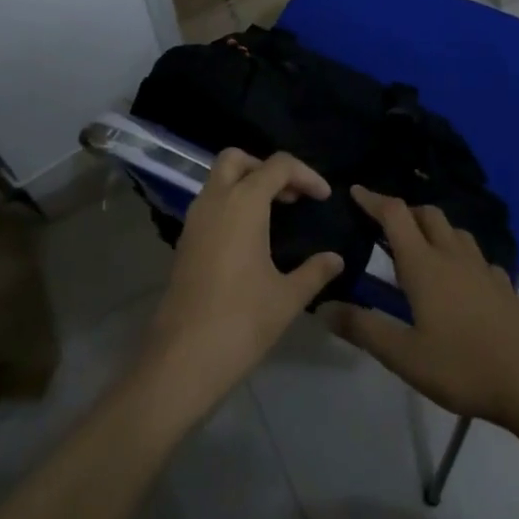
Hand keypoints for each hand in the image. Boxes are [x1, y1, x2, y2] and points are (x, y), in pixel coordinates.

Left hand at [138, 150, 343, 423]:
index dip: (305, 175)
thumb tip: (336, 259)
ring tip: (277, 214)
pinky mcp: (185, 242)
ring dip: (247, 184)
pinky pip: (210, 204)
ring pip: (218, 180)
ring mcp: (194, 220)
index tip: (324, 198)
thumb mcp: (287, 297)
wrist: (182, 360)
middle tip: (291, 195)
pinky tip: (252, 237)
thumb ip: (315, 271)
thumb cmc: (241, 321)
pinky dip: (232, 204)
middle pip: (237, 159)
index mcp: (242, 203)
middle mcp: (214, 200)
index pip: (277, 165)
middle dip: (266, 168)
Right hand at [327, 186, 518, 425]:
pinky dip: (459, 255)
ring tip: (419, 249)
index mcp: (424, 264)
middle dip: (404, 213)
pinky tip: (458, 278)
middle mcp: (452, 255)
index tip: (355, 192)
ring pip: (454, 231)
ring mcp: (482, 267)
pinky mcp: (502, 284)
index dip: (373, 199)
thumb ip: (363, 328)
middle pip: (427, 214)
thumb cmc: (461, 366)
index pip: (395, 215)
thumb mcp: (403, 355)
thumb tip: (323, 306)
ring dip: (433, 229)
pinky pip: (476, 256)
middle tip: (384, 228)